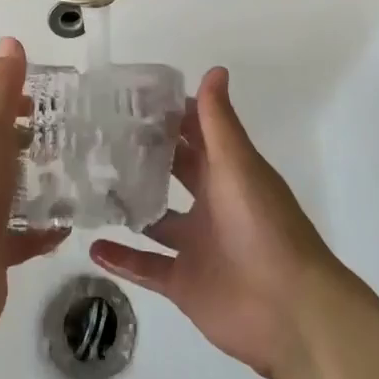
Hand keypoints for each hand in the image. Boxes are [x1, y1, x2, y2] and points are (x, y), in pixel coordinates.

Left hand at [0, 37, 66, 353]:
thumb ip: (0, 89)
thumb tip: (8, 42)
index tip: (37, 95)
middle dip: (21, 132)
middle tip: (61, 131)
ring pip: (4, 185)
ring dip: (33, 178)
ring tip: (72, 169)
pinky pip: (18, 231)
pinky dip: (40, 225)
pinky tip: (67, 222)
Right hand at [90, 67, 341, 378]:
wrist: (290, 309)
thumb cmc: (264, 226)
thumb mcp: (238, 165)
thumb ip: (219, 121)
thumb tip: (214, 68)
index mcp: (227, 172)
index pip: (196, 133)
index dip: (170, 114)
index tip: (131, 96)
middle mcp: (211, 203)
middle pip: (174, 172)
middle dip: (145, 154)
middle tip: (100, 135)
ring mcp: (196, 245)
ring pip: (155, 220)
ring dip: (129, 205)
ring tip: (89, 186)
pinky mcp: (184, 283)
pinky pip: (147, 267)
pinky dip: (122, 260)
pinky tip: (92, 247)